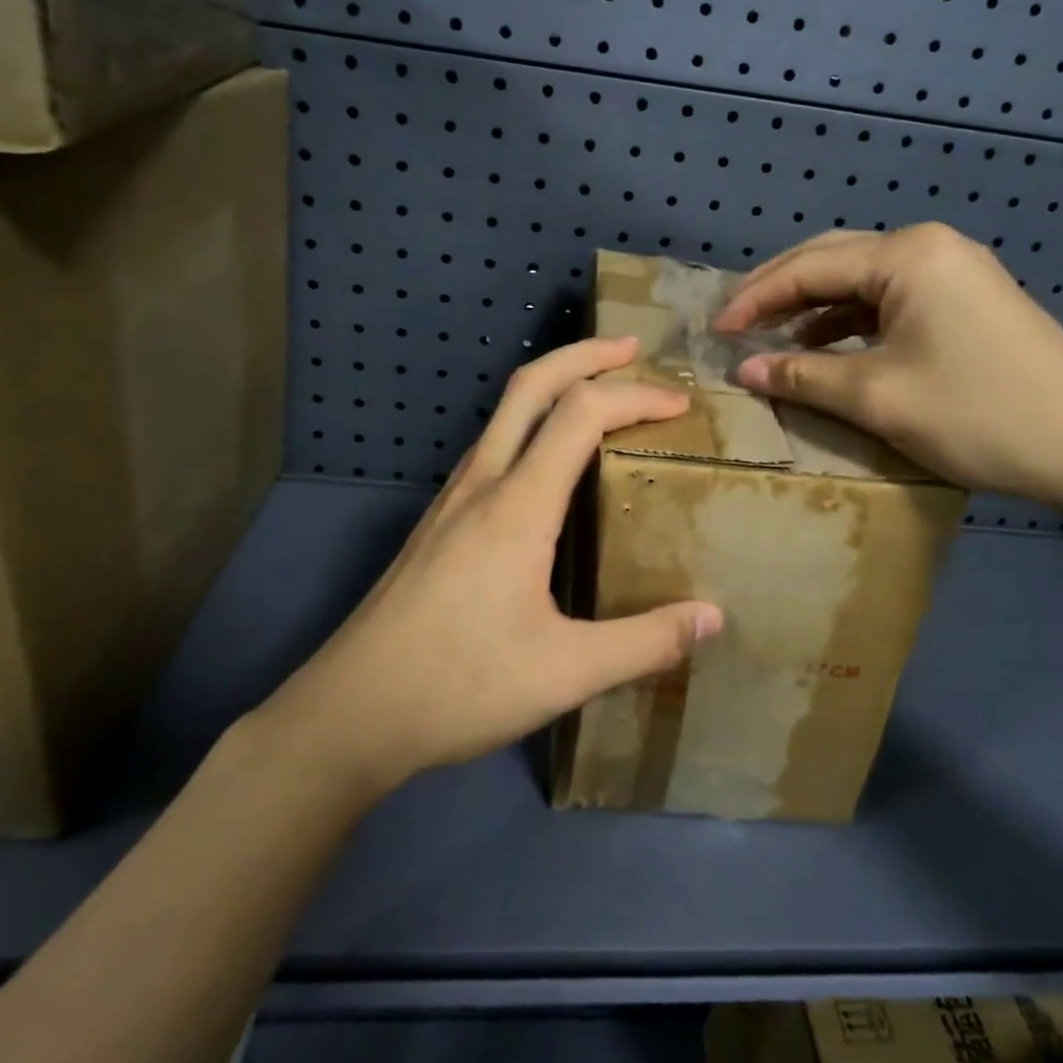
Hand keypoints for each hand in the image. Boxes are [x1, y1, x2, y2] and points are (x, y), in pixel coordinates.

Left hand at [257, 337, 722, 798]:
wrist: (350, 713)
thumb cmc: (459, 686)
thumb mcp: (566, 674)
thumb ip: (645, 642)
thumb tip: (712, 618)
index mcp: (517, 505)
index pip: (581, 413)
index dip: (636, 396)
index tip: (681, 404)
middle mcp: (482, 484)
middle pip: (531, 385)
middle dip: (585, 355)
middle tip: (633, 349)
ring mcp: (452, 500)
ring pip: (504, 412)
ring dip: (554, 385)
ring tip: (600, 394)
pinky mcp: (438, 522)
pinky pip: (493, 446)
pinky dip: (532, 423)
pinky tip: (549, 462)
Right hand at [714, 224, 1062, 507]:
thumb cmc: (978, 414)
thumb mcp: (877, 397)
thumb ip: (802, 375)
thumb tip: (743, 368)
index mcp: (906, 255)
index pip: (809, 266)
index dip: (756, 298)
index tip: (716, 330)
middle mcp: (929, 247)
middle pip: (833, 258)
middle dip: (780, 289)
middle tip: (736, 322)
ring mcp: (954, 270)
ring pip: (861, 279)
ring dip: (813, 305)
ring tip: (772, 335)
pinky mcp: (967, 300)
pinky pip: (890, 299)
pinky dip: (850, 320)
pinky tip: (827, 345)